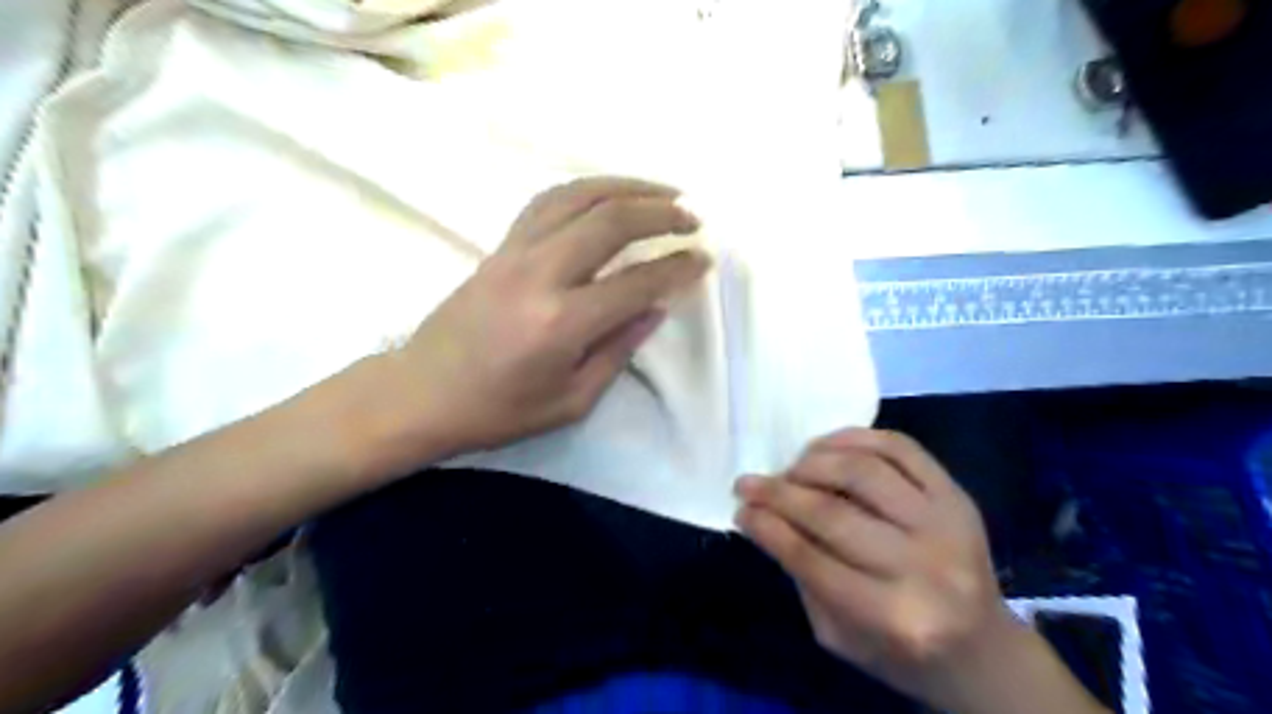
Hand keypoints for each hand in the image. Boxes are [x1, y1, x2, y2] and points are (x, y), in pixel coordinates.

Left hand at [369, 174, 710, 469]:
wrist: (422, 393)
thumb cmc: (498, 411)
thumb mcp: (571, 401)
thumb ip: (618, 350)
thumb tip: (655, 308)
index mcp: (562, 323)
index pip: (636, 283)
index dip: (677, 269)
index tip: (703, 261)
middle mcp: (540, 275)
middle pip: (610, 222)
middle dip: (661, 213)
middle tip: (693, 218)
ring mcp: (515, 252)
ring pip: (579, 197)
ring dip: (627, 187)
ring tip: (663, 191)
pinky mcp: (499, 246)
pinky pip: (547, 201)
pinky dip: (586, 189)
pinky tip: (607, 194)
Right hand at [730, 431, 1019, 707]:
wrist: (983, 650)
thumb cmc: (901, 653)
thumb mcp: (839, 635)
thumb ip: (803, 575)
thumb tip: (764, 517)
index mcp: (895, 618)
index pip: (811, 559)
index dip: (767, 528)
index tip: (740, 509)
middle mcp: (926, 566)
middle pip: (833, 512)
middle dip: (778, 493)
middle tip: (747, 484)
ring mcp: (947, 523)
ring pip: (863, 471)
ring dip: (811, 462)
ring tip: (789, 470)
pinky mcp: (957, 494)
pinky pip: (899, 448)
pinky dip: (853, 437)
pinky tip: (823, 446)